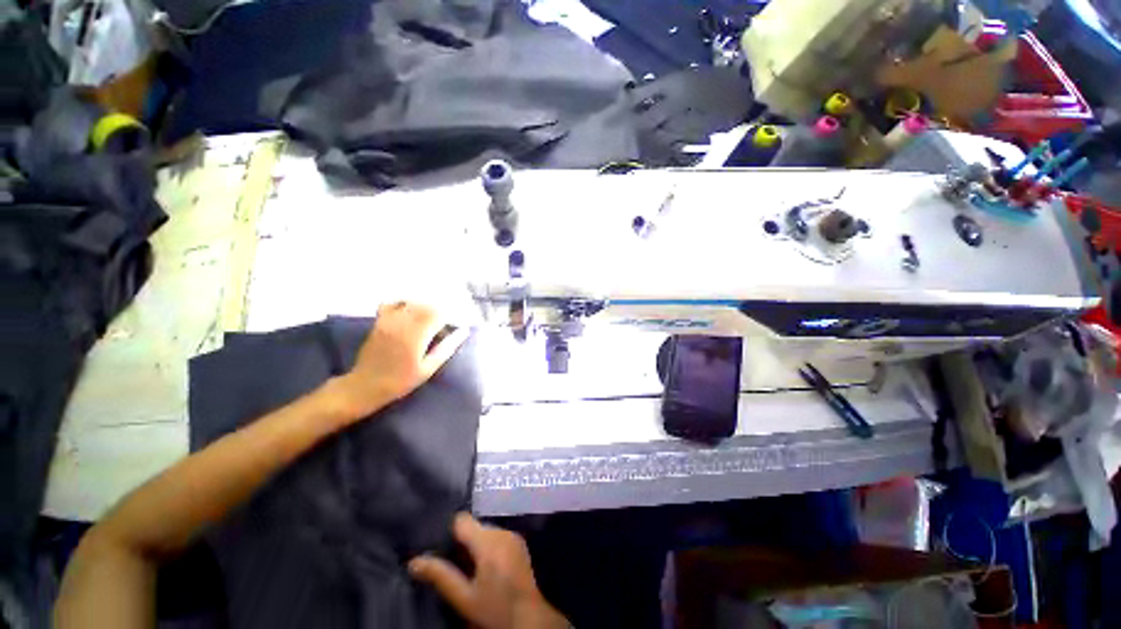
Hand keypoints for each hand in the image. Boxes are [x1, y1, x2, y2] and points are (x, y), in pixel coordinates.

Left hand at [335, 302, 467, 419]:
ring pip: (411, 302)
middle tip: (445, 321)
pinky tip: (410, 311)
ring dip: (424, 306)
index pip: (438, 314)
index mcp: (416, 335)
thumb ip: (446, 348)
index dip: (450, 316)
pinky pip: (392, 303)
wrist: (366, 386)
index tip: (456, 323)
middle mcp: (403, 323)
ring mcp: (389, 320)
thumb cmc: (401, 381)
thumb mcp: (428, 368)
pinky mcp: (379, 321)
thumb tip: (464, 331)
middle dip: (439, 310)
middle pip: (426, 305)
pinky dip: (404, 303)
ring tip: (430, 317)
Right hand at [409, 514, 568, 628]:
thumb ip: (440, 576)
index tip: (439, 547)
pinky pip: (497, 536)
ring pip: (486, 530)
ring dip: (476, 545)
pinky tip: (486, 568)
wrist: (529, 618)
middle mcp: (502, 531)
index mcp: (488, 541)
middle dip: (462, 541)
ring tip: (468, 568)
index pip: (462, 520)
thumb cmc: (495, 609)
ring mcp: (513, 535)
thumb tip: (414, 562)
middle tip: (452, 564)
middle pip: (474, 526)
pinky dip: (488, 546)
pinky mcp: (519, 542)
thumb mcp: (464, 598)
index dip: (448, 531)